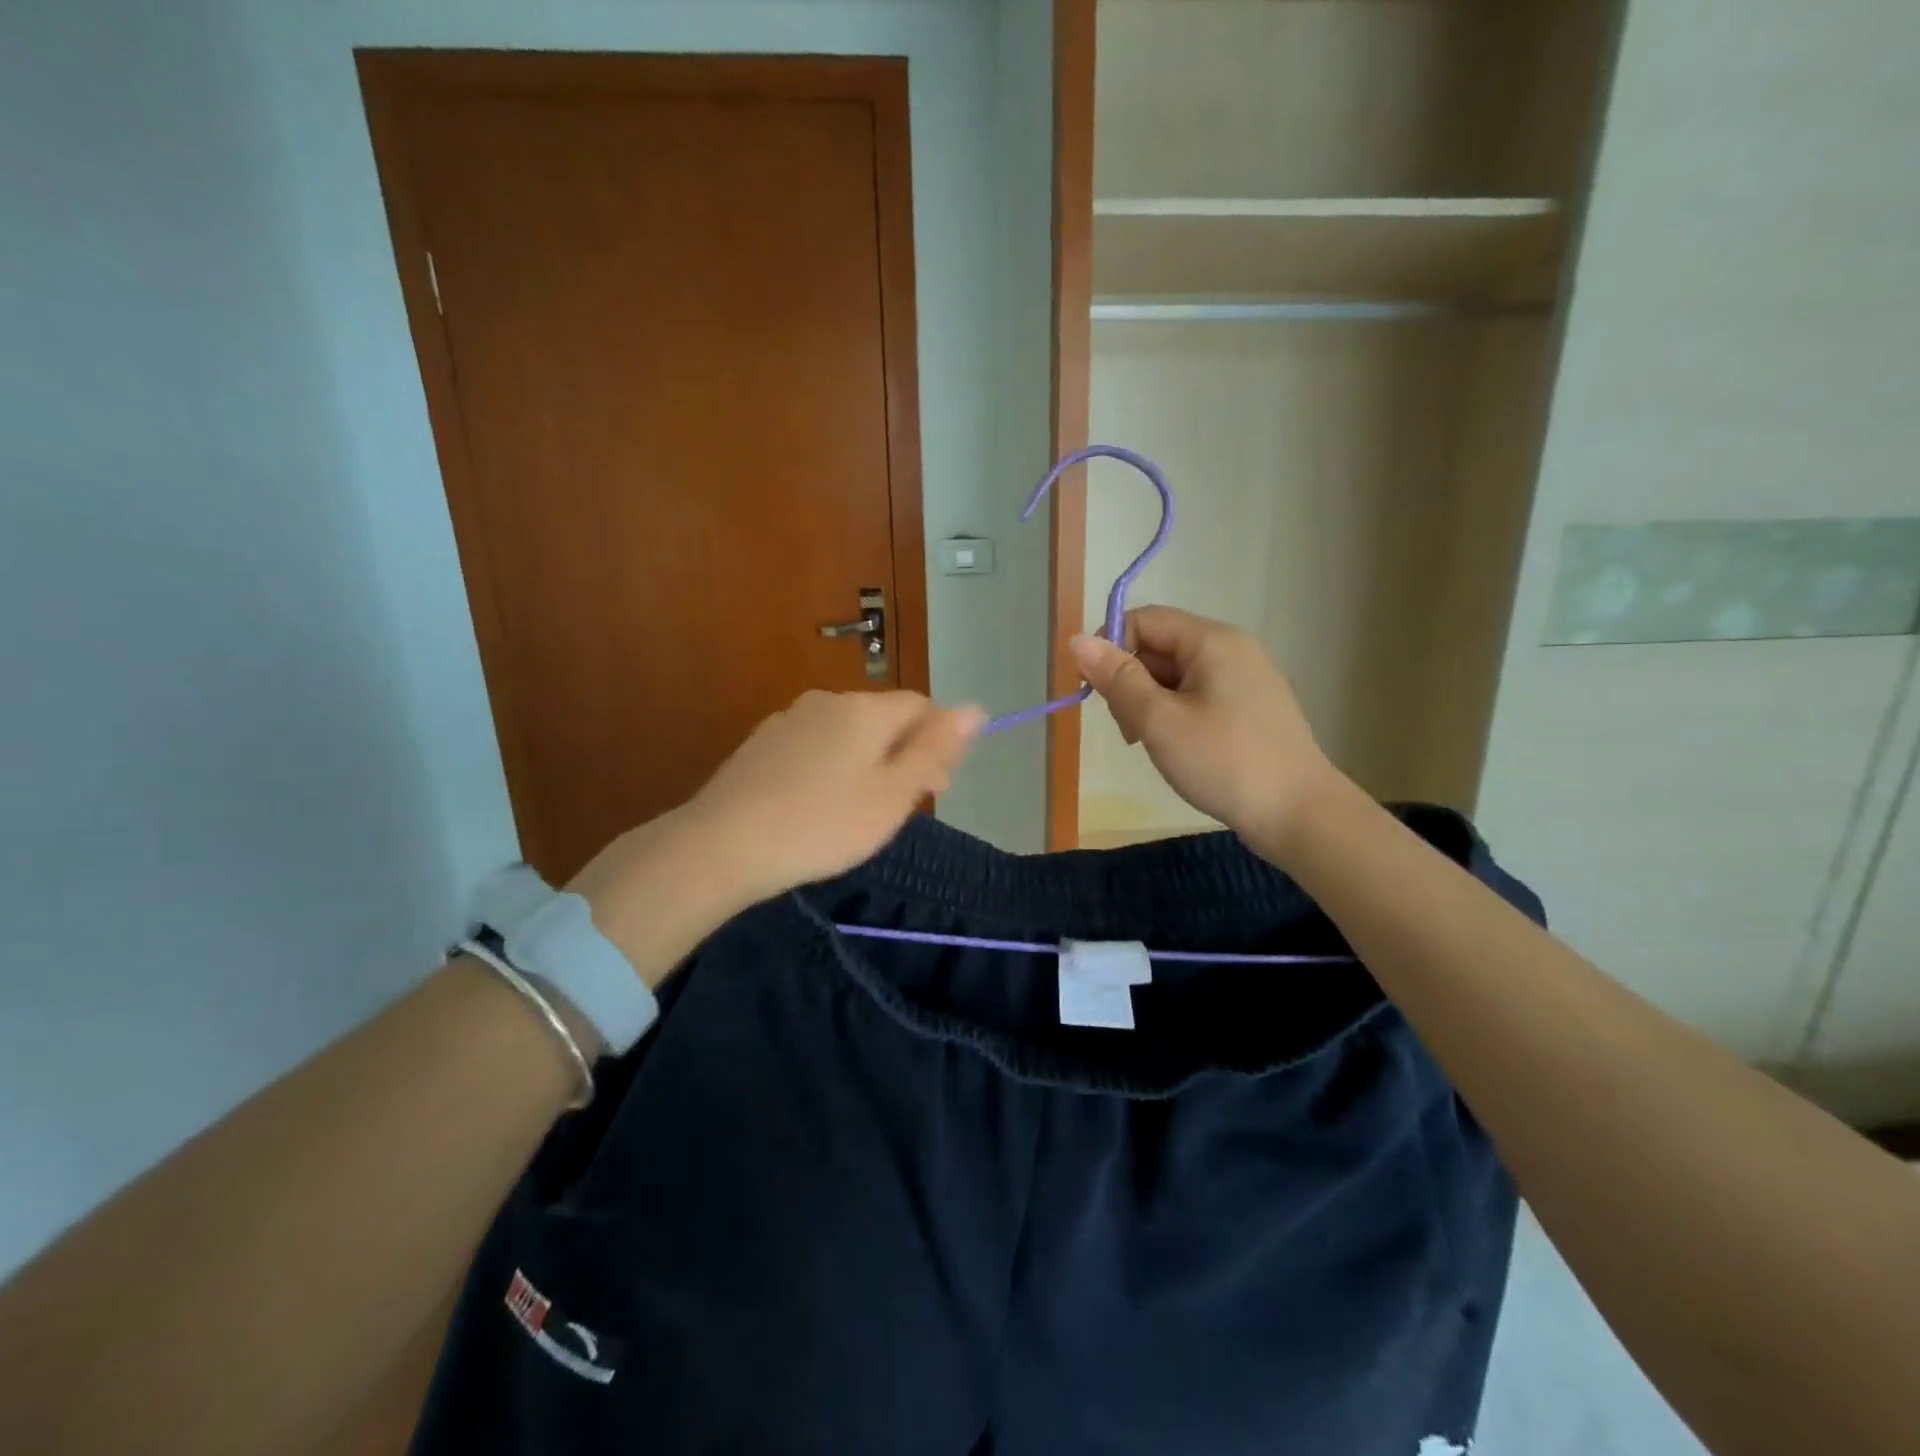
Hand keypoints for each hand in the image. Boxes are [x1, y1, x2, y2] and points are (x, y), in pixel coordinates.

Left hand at [568, 691, 982, 983]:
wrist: (724, 844)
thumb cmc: (824, 823)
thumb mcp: (893, 794)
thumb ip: (935, 750)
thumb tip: (976, 708)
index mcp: (865, 709)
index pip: (921, 707)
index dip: (939, 743)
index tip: (937, 788)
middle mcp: (827, 701)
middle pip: (883, 718)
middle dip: (904, 754)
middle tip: (903, 807)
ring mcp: (788, 720)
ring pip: (847, 734)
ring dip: (868, 763)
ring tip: (860, 812)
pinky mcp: (761, 744)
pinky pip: (814, 747)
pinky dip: (830, 769)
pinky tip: (819, 806)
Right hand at [1069, 607, 1343, 854]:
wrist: (1298, 814)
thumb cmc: (1224, 762)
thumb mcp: (1159, 721)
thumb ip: (1117, 679)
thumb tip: (1077, 640)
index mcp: (1212, 641)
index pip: (1145, 620)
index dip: (1111, 647)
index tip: (1094, 692)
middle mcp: (1231, 649)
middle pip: (1161, 646)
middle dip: (1130, 681)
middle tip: (1125, 729)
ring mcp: (1245, 678)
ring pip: (1176, 674)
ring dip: (1149, 701)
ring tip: (1148, 743)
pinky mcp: (1250, 707)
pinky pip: (1198, 695)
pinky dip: (1174, 714)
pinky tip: (1174, 747)